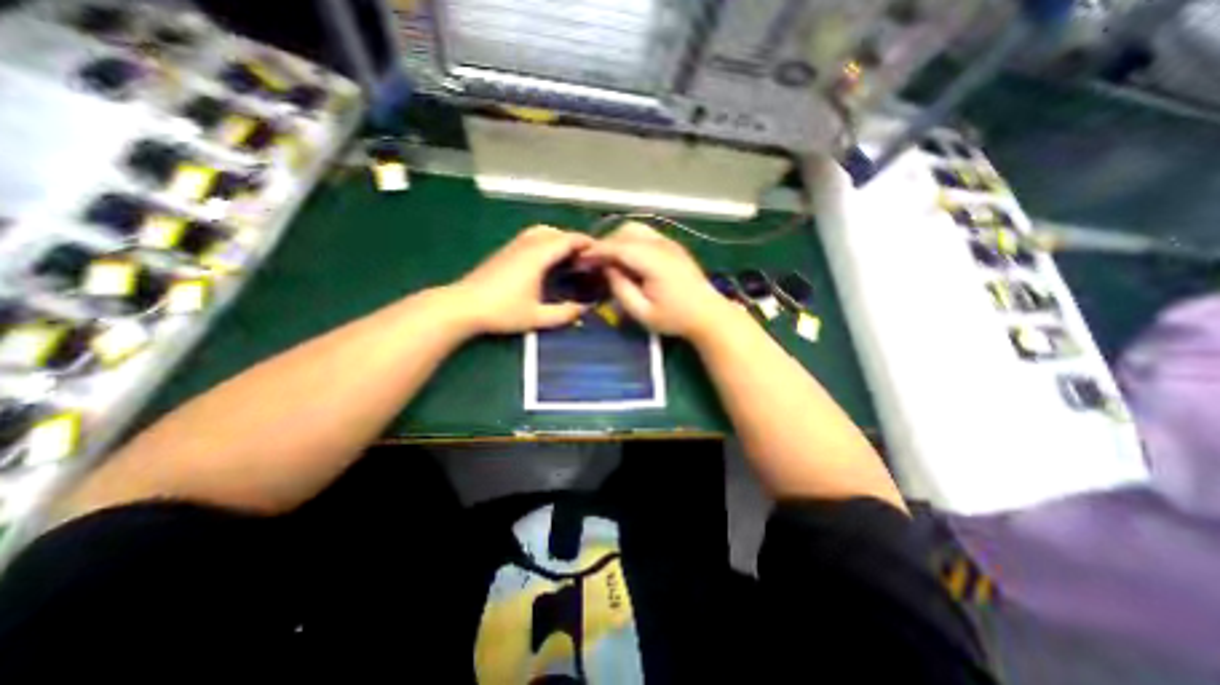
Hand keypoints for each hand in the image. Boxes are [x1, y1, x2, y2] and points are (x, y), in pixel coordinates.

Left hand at [452, 224, 595, 335]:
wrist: (462, 306)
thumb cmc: (502, 311)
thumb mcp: (537, 317)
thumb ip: (564, 314)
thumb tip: (585, 309)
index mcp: (537, 256)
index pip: (567, 240)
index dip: (586, 242)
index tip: (601, 250)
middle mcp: (527, 245)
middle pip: (555, 232)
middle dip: (573, 240)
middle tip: (586, 257)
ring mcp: (513, 246)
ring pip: (541, 231)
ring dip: (558, 238)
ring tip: (568, 256)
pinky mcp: (505, 251)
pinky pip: (531, 237)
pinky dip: (545, 241)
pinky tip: (546, 259)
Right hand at [582, 222, 732, 339]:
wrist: (709, 315)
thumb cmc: (675, 318)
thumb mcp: (642, 312)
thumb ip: (621, 289)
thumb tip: (607, 269)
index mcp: (654, 261)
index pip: (618, 247)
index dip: (597, 251)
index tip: (581, 259)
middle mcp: (662, 245)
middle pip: (626, 232)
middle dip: (606, 244)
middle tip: (595, 262)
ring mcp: (670, 243)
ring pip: (636, 229)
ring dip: (619, 240)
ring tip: (609, 260)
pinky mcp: (673, 246)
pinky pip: (646, 235)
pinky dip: (631, 241)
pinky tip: (628, 258)